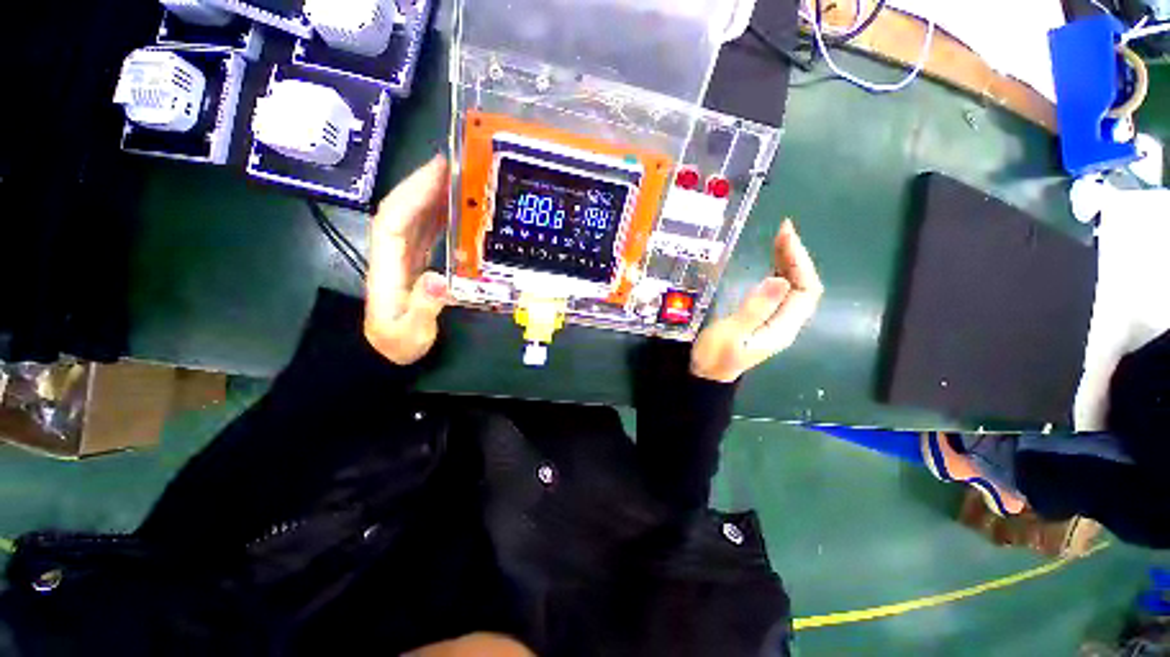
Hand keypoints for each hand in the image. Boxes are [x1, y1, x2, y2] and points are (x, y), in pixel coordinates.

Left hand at [365, 156, 450, 365]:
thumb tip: (441, 280)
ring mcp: (404, 256)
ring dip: (433, 194)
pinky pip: (425, 231)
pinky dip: (438, 214)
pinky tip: (455, 208)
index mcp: (388, 266)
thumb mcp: (411, 333)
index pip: (395, 219)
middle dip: (425, 182)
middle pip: (404, 209)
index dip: (414, 191)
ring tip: (460, 178)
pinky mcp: (415, 261)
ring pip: (414, 216)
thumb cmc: (398, 344)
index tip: (439, 169)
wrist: (386, 352)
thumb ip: (424, 308)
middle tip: (457, 163)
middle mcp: (393, 253)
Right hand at [691, 219, 823, 382]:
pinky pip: (779, 291)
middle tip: (783, 230)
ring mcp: (775, 320)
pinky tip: (771, 260)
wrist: (706, 375)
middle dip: (796, 256)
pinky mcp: (763, 318)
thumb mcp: (731, 333)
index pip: (806, 289)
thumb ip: (754, 309)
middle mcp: (785, 322)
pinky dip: (778, 271)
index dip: (800, 261)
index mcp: (782, 327)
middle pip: (802, 285)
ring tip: (778, 238)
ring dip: (788, 261)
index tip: (786, 237)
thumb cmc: (715, 356)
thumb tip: (779, 279)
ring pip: (792, 287)